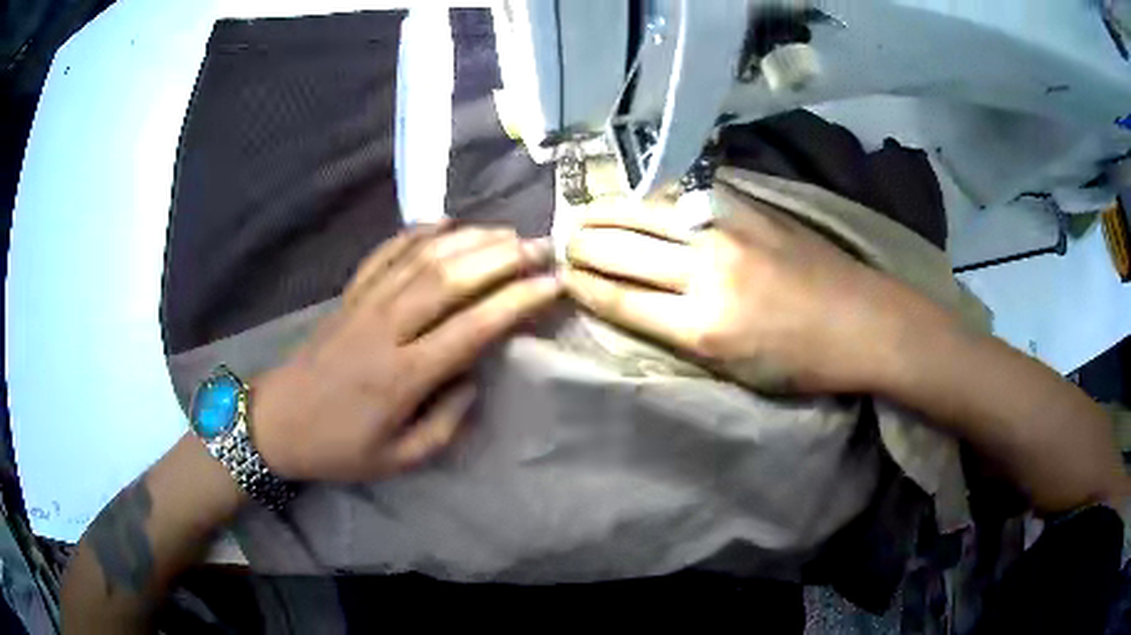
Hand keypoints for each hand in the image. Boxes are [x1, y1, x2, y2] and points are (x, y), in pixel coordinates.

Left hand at [252, 223, 560, 481]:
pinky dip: (416, 232)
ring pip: (421, 258)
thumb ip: (446, 422)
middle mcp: (386, 330)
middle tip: (540, 246)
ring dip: (468, 239)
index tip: (553, 283)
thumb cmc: (339, 448)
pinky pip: (385, 253)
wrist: (276, 422)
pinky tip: (443, 222)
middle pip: (449, 278)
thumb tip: (474, 378)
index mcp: (402, 377)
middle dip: (501, 257)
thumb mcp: (399, 459)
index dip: (517, 300)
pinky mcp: (349, 295)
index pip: (472, 327)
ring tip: (505, 232)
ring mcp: (364, 305)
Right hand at [561, 180, 943, 393]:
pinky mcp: (749, 205)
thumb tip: (636, 305)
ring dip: (607, 210)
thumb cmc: (801, 362)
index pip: (621, 298)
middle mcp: (707, 271)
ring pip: (646, 211)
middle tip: (561, 241)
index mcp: (703, 327)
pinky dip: (652, 193)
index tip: (561, 275)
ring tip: (584, 212)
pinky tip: (635, 192)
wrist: (863, 321)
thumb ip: (680, 335)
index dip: (583, 284)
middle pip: (623, 249)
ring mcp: (729, 230)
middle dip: (583, 245)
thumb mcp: (734, 371)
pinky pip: (685, 192)